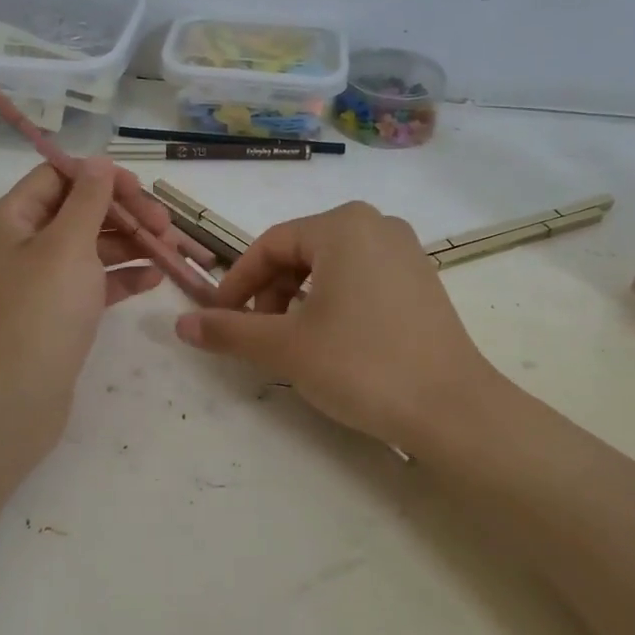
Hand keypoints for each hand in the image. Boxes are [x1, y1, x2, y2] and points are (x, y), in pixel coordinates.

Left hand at [0, 158, 189, 447]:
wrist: (13, 400)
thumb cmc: (39, 311)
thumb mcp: (67, 245)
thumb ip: (88, 199)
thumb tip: (98, 162)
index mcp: (11, 219)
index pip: (57, 177)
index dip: (99, 177)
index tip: (140, 190)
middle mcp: (21, 244)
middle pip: (78, 211)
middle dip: (123, 213)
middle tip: (165, 225)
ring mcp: (39, 282)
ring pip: (90, 248)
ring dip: (130, 244)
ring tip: (170, 250)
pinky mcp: (56, 314)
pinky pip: (93, 283)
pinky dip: (121, 276)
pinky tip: (154, 278)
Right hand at [174, 201, 498, 452]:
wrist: (453, 410)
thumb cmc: (362, 365)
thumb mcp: (286, 347)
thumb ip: (229, 330)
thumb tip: (181, 324)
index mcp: (342, 225)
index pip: (269, 245)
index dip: (237, 283)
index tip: (218, 319)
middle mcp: (376, 225)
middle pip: (300, 253)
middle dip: (269, 293)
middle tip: (257, 336)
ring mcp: (405, 251)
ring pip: (330, 267)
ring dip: (298, 300)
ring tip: (292, 343)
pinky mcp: (421, 281)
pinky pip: (361, 279)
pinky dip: (333, 303)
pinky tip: (332, 341)